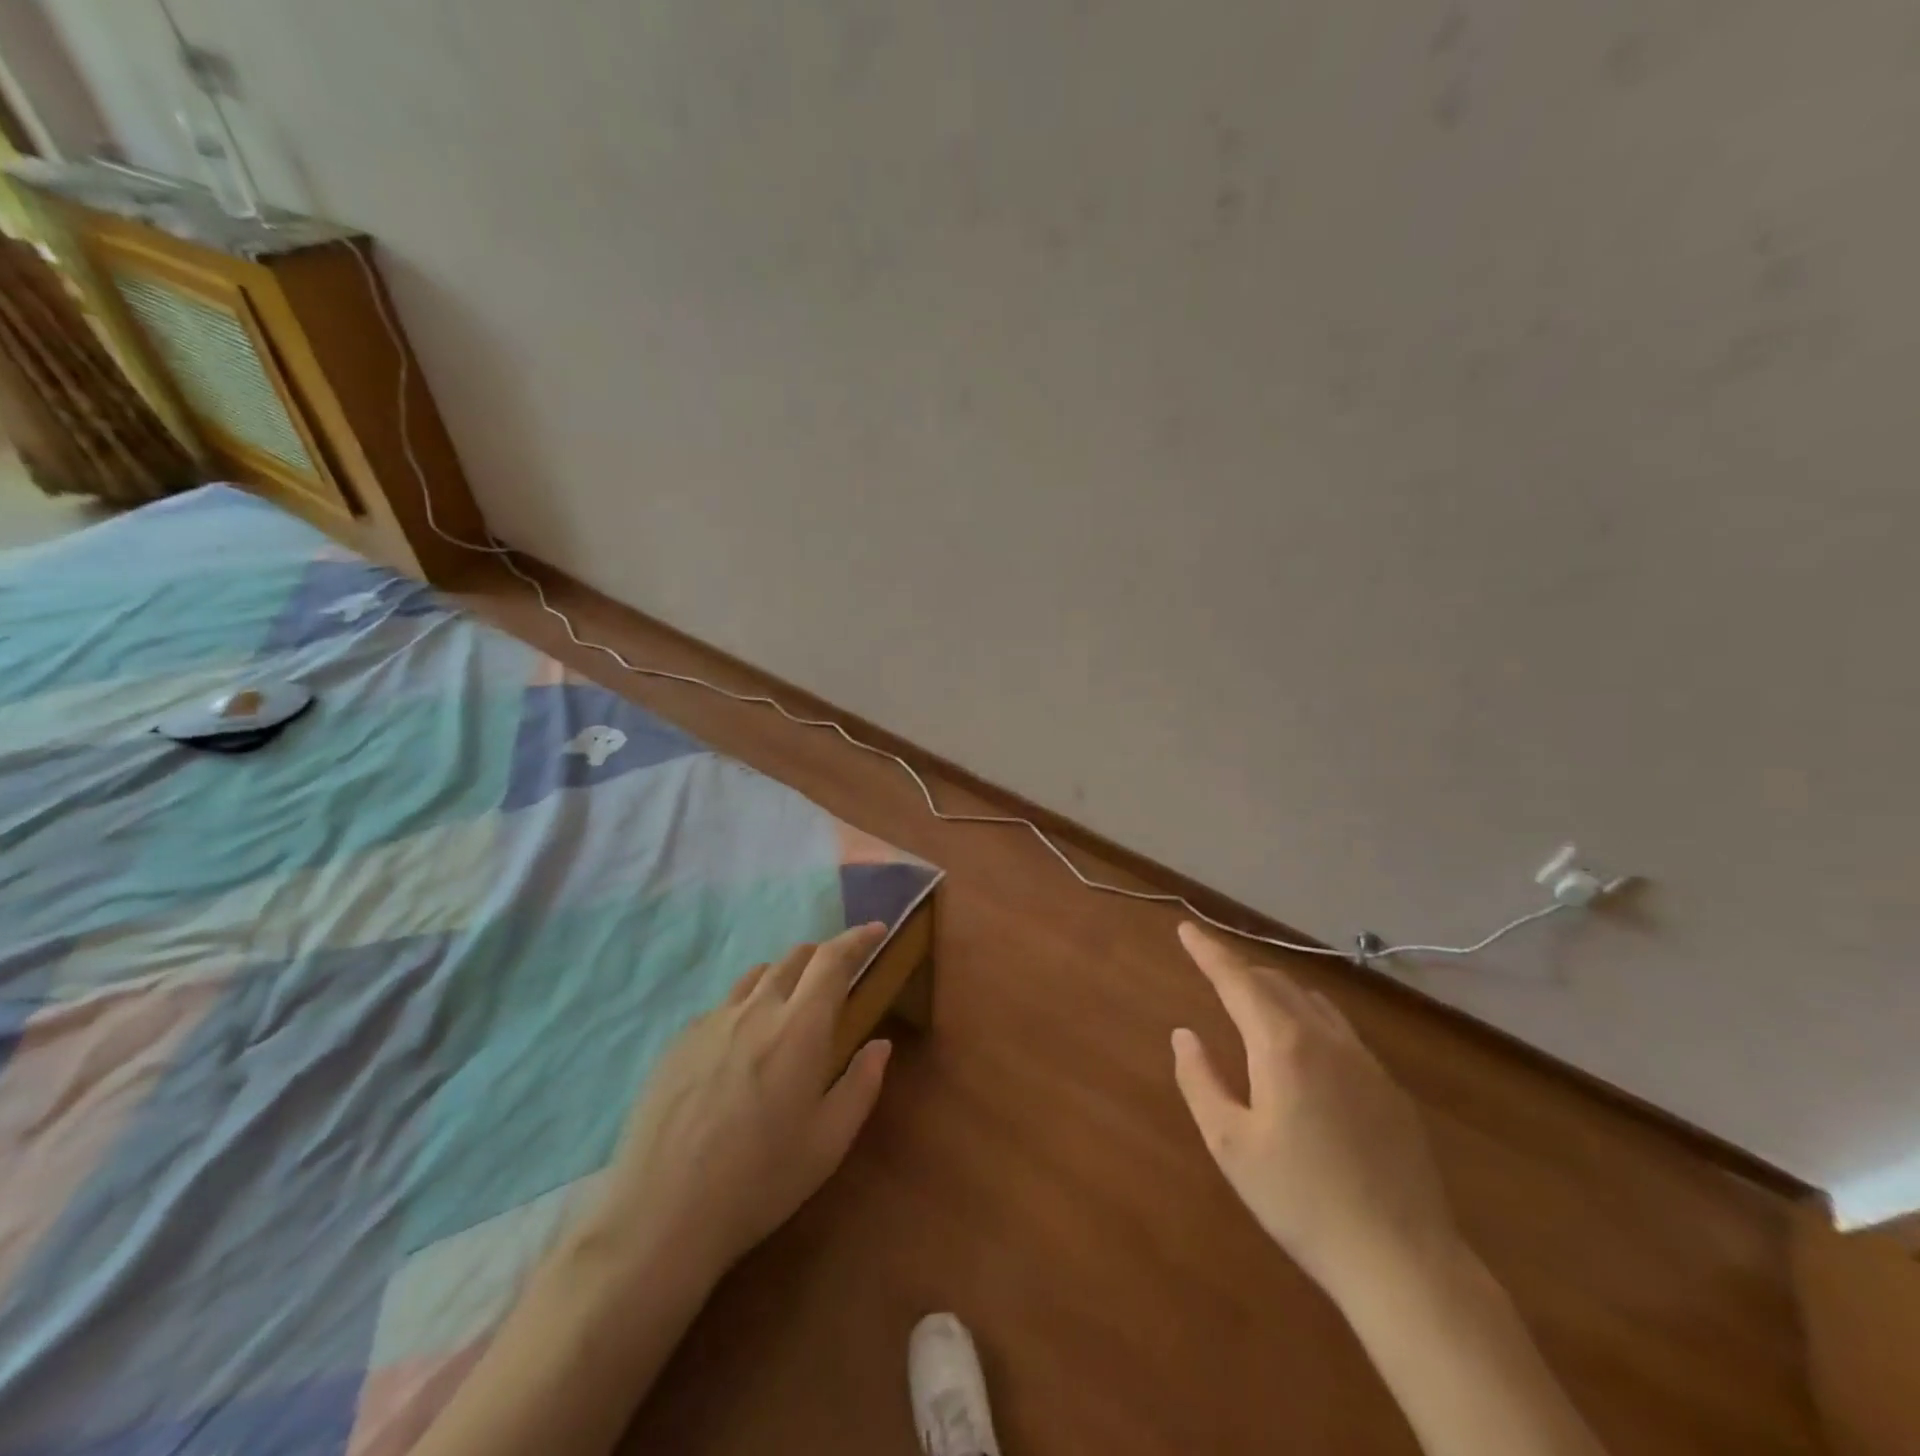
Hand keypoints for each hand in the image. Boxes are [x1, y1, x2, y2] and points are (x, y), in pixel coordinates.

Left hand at [574, 923, 894, 1288]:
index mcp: (800, 1027)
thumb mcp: (829, 1141)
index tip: (876, 930)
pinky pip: (724, 1005)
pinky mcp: (680, 1040)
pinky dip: (748, 1005)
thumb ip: (861, 1084)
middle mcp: (756, 1009)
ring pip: (757, 976)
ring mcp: (712, 1021)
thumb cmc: (760, 1180)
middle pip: (794, 957)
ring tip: (792, 1003)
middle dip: (823, 955)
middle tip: (838, 974)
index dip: (857, 938)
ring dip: (784, 976)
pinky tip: (743, 1042)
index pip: (833, 959)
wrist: (661, 1214)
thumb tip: (880, 1044)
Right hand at [1170, 922, 1460, 1305]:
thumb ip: (1200, 1080)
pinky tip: (1303, 1048)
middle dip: (1239, 970)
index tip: (1186, 927)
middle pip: (1275, 983)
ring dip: (1274, 990)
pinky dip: (1307, 1017)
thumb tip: (1184, 1035)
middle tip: (1210, 969)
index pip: (1236, 980)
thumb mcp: (1230, 1144)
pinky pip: (1339, 1029)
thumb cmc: (1301, 1200)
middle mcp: (1325, 1038)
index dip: (1208, 951)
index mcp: (1282, 1045)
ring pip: (1311, 1002)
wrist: (1403, 1261)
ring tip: (1251, 1001)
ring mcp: (1364, 1061)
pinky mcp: (1389, 1088)